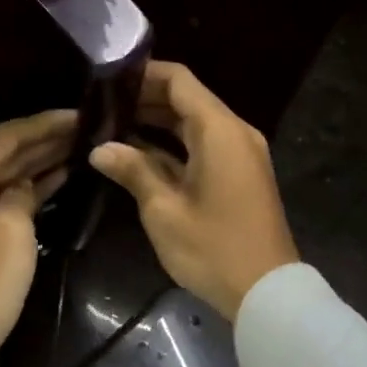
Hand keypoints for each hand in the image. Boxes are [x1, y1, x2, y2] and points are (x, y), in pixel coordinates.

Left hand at [0, 110, 75, 352]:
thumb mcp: (12, 231)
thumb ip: (23, 193)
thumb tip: (27, 185)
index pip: (6, 137)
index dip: (45, 125)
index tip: (80, 114)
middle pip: (2, 153)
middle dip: (44, 141)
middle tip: (86, 128)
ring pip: (2, 175)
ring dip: (37, 163)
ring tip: (79, 146)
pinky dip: (24, 189)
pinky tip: (59, 177)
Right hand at [88, 61, 298, 320]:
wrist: (266, 293)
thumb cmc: (213, 248)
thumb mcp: (164, 209)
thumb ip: (133, 170)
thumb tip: (100, 148)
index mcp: (219, 130)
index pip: (179, 80)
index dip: (143, 74)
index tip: (107, 78)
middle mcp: (234, 132)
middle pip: (186, 99)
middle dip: (144, 99)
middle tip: (101, 105)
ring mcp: (239, 154)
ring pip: (193, 123)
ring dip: (157, 122)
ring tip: (111, 126)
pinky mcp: (238, 175)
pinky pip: (203, 145)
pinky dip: (173, 145)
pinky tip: (138, 154)